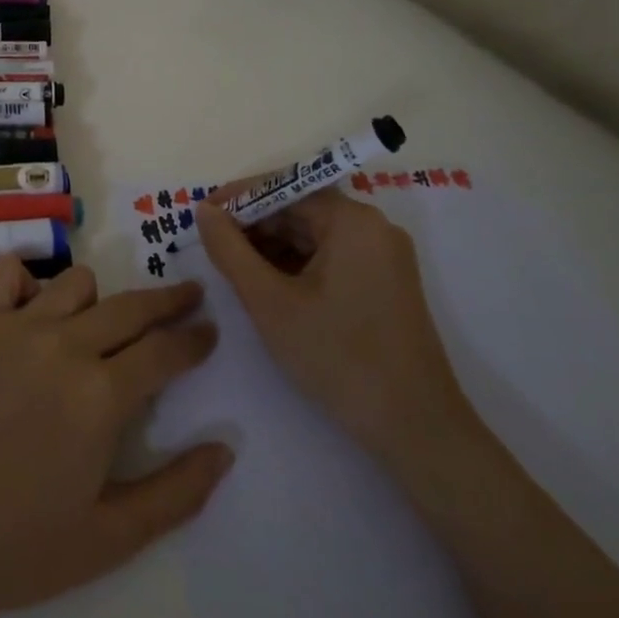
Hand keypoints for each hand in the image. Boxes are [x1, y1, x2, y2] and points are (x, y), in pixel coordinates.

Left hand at [0, 258, 232, 617]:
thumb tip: (225, 449)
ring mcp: (16, 327)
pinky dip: (28, 282)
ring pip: (77, 283)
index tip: (209, 330)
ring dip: (98, 301)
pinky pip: (10, 273)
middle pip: (132, 306)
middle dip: (169, 301)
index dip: (195, 339)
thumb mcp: (110, 538)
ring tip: (98, 326)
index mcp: (101, 396)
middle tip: (188, 298)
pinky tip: (32, 309)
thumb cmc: (18, 547)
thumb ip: (176, 493)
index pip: (165, 350)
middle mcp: (64, 346)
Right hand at [195, 188, 466, 462]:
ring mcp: (385, 256)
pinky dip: (299, 266)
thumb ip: (230, 250)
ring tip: (237, 272)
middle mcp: (374, 227)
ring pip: (316, 235)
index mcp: (352, 220)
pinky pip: (334, 257)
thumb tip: (204, 210)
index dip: (238, 200)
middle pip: (301, 209)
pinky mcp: (388, 283)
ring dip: (274, 247)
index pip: (284, 188)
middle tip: (214, 249)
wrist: (417, 429)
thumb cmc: (338, 357)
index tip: (201, 217)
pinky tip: (273, 289)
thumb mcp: (269, 302)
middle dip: (255, 226)